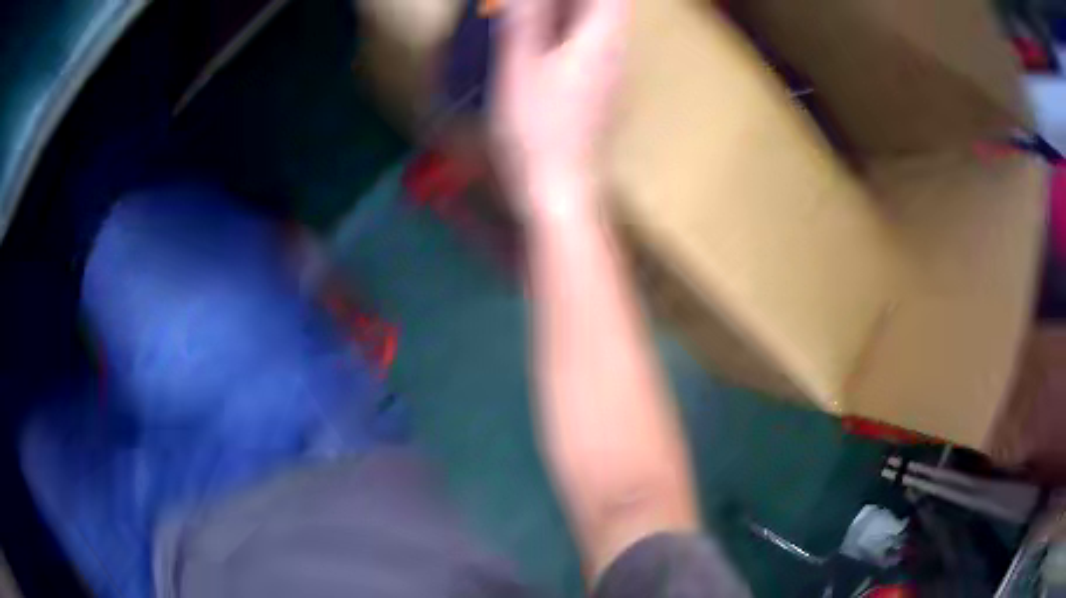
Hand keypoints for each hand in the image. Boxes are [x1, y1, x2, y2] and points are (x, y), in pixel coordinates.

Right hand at [492, 0, 626, 220]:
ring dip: (573, 12)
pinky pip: (596, 47)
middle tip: (534, 6)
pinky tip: (545, 42)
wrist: (559, 186)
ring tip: (534, 13)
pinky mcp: (603, 91)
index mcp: (603, 39)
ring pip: (603, 26)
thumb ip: (523, 22)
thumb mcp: (520, 69)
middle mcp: (617, 52)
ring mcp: (613, 73)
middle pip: (610, 7)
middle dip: (576, 1)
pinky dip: (574, 33)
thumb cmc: (537, 130)